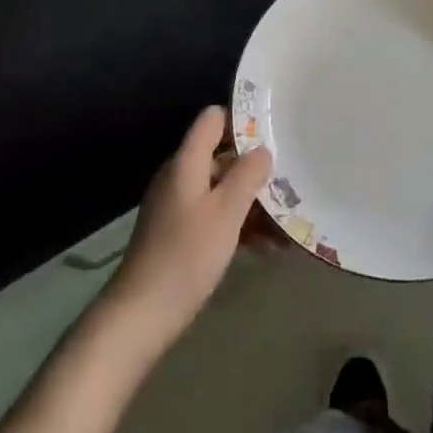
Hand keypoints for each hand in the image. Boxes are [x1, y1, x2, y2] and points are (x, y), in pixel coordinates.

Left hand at [100, 107, 271, 354]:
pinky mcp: (179, 233)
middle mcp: (180, 176)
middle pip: (221, 156)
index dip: (241, 120)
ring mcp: (178, 206)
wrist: (141, 313)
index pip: (213, 119)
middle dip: (255, 169)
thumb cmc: (187, 255)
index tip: (273, 135)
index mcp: (187, 162)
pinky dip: (239, 224)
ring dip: (252, 202)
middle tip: (290, 181)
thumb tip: (262, 150)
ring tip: (288, 222)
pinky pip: (215, 215)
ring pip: (222, 189)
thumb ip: (247, 175)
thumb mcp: (226, 212)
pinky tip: (268, 247)